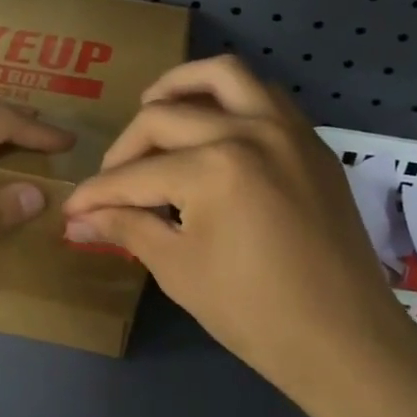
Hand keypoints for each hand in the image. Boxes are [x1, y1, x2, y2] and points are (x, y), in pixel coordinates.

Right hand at [61, 57, 413, 400]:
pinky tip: (211, 126)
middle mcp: (250, 131)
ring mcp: (287, 129)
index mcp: (213, 168)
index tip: (71, 209)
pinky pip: (264, 94)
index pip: (135, 175)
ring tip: (153, 109)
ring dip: (180, 87)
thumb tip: (76, 221)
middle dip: (125, 149)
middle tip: (111, 182)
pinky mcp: (311, 141)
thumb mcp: (178, 269)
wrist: (345, 341)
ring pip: (223, 75)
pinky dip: (230, 97)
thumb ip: (126, 228)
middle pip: (165, 116)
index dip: (95, 194)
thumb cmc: (255, 314)